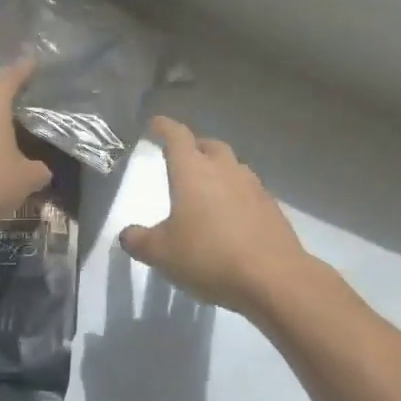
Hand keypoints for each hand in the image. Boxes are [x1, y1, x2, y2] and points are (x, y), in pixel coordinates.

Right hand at [119, 117, 310, 315]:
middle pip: (209, 146)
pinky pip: (248, 189)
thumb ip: (140, 241)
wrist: (273, 277)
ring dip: (218, 169)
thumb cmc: (209, 257)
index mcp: (193, 171)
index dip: (164, 127)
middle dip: (194, 147)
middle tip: (183, 158)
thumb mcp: (162, 254)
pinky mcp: (271, 206)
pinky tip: (231, 214)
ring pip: (232, 166)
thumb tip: (128, 234)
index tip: (156, 124)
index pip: (177, 136)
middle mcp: (225, 169)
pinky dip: (236, 193)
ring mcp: (253, 186)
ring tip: (207, 188)